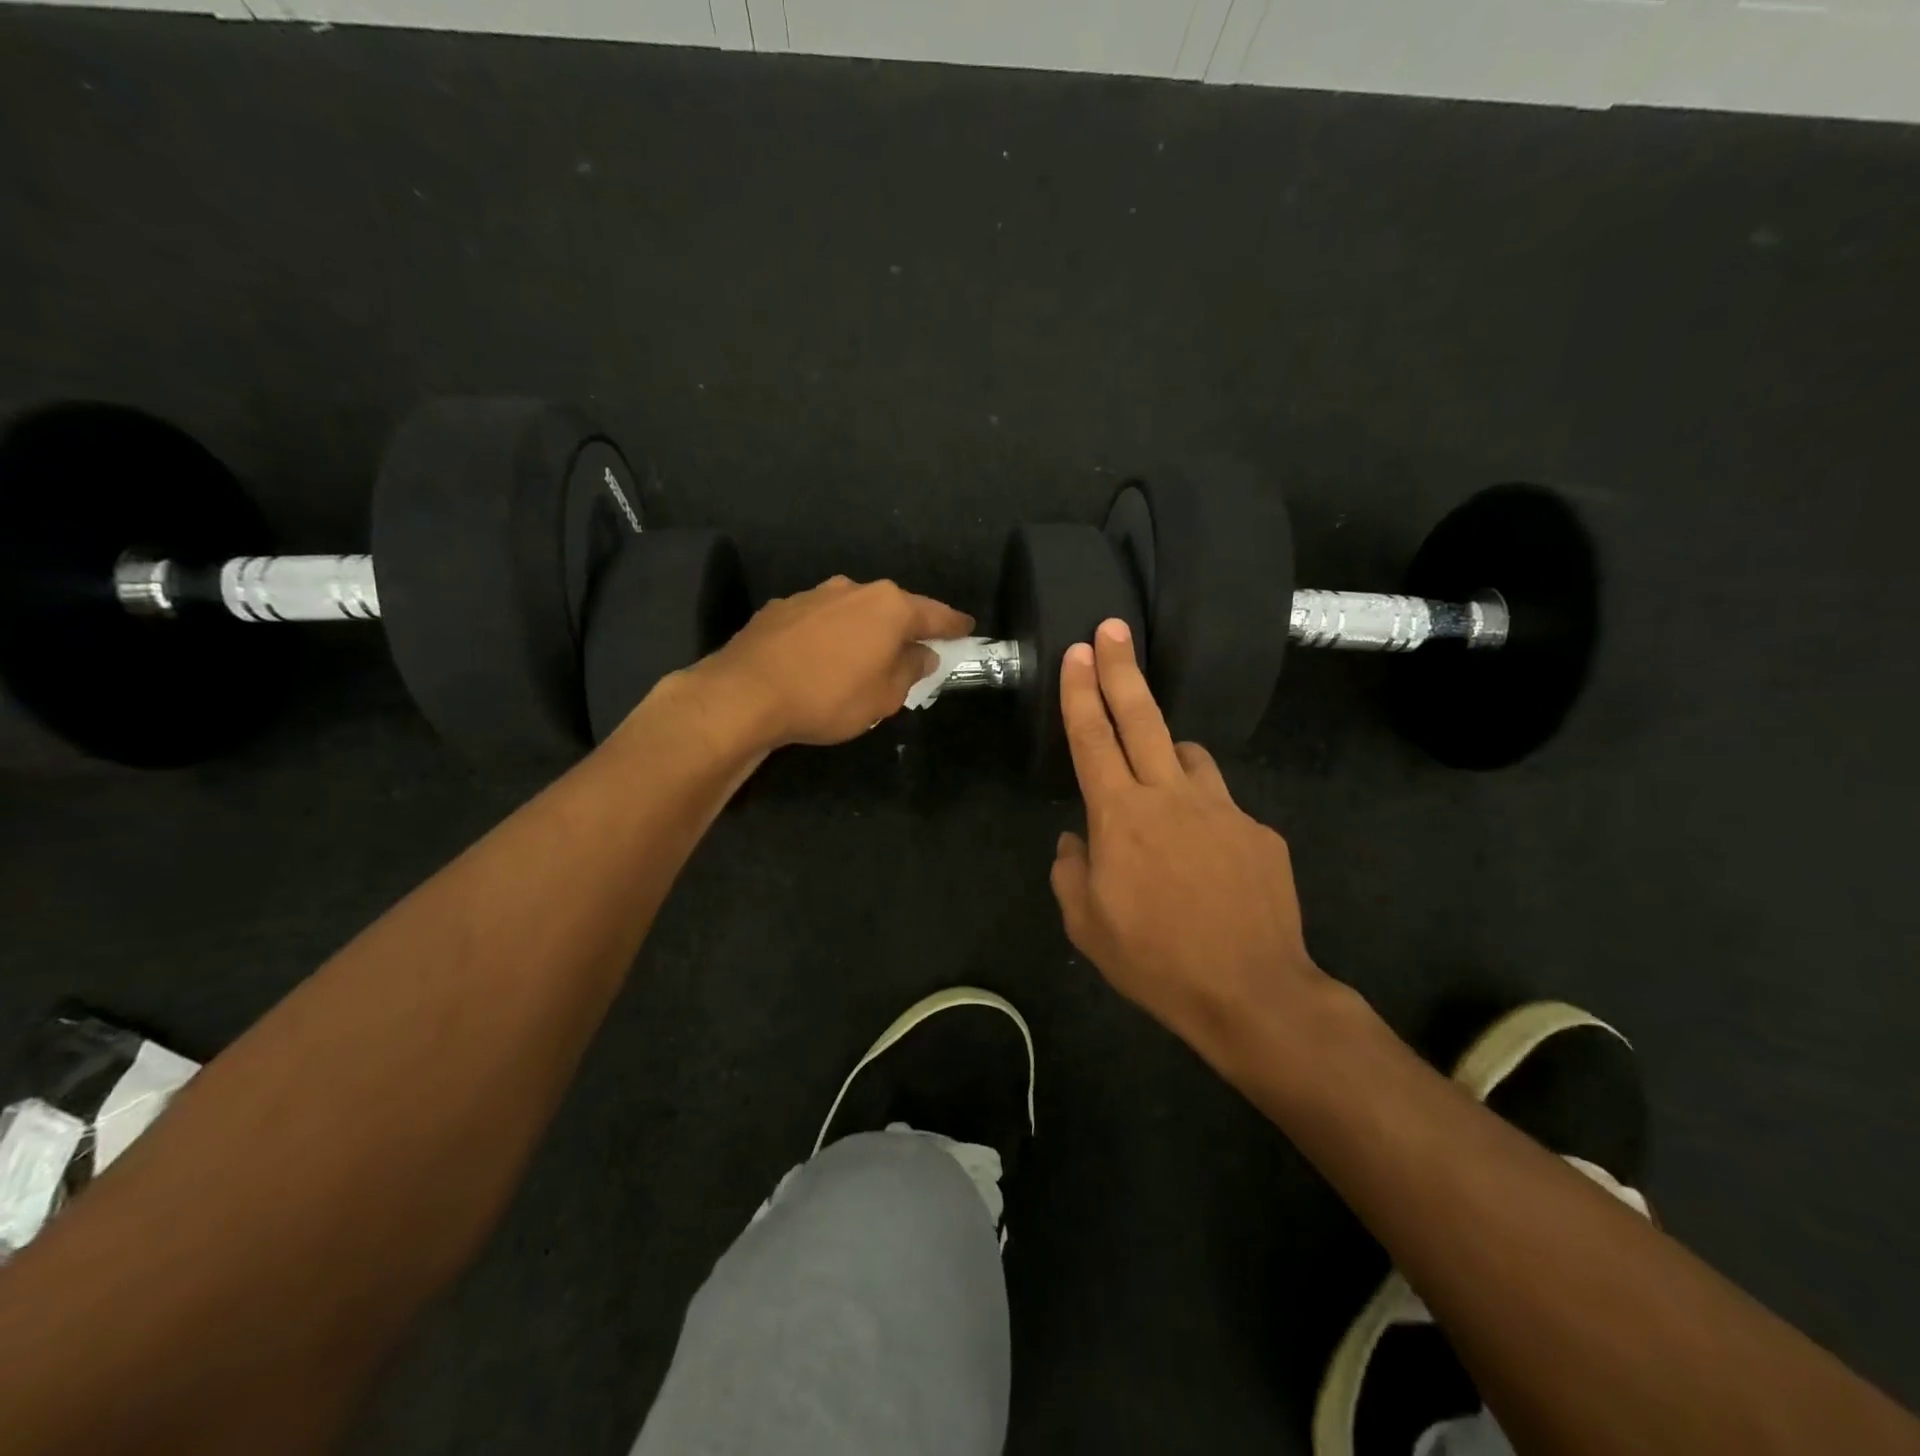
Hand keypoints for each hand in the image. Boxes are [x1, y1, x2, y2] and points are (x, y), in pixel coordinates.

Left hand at [689, 576, 972, 749]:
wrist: (745, 694)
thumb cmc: (829, 696)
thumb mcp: (884, 697)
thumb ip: (910, 670)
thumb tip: (922, 653)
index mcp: (888, 607)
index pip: (934, 614)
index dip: (953, 626)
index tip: (967, 629)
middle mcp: (853, 590)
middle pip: (892, 608)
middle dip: (904, 628)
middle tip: (914, 651)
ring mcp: (813, 595)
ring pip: (852, 613)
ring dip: (863, 632)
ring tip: (862, 660)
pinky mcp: (780, 609)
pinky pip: (819, 622)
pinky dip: (829, 637)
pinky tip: (819, 661)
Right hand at [1050, 619, 1330, 1068]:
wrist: (1252, 993)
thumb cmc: (1155, 961)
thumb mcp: (1086, 925)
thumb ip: (1071, 871)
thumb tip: (1076, 840)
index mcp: (1121, 817)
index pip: (1092, 738)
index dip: (1081, 692)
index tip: (1078, 650)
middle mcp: (1171, 797)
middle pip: (1142, 718)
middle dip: (1121, 669)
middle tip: (1112, 629)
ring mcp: (1223, 809)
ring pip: (1188, 755)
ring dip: (1166, 754)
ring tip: (1158, 786)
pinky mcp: (1260, 831)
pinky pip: (1222, 806)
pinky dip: (1203, 816)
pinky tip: (1207, 863)